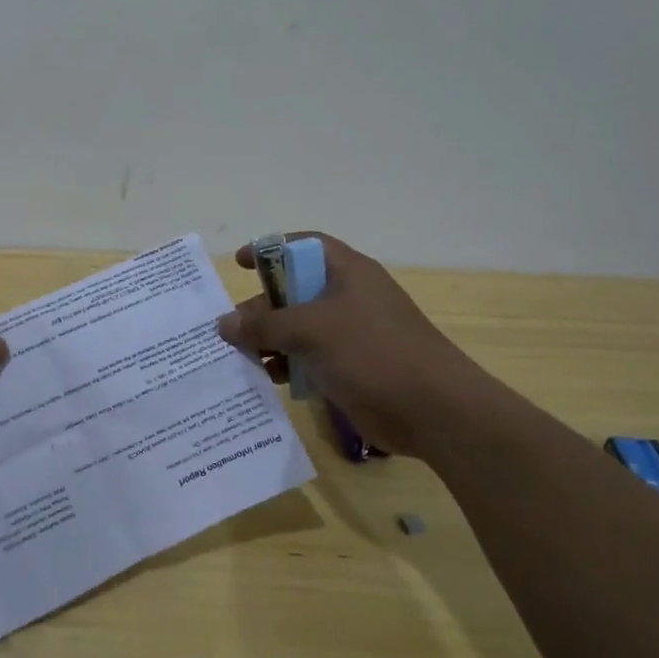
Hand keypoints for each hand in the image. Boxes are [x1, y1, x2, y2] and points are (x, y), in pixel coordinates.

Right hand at [217, 233, 495, 459]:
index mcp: (347, 272)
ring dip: (270, 342)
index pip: (302, 247)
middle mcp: (348, 297)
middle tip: (230, 330)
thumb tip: (225, 324)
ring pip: (299, 329)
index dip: (270, 250)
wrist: (434, 410)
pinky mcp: (351, 367)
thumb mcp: (311, 330)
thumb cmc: (372, 352)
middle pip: (294, 292)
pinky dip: (288, 366)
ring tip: (239, 358)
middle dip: (261, 308)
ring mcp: (351, 334)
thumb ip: (265, 324)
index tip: (239, 264)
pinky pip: (310, 359)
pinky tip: (267, 380)